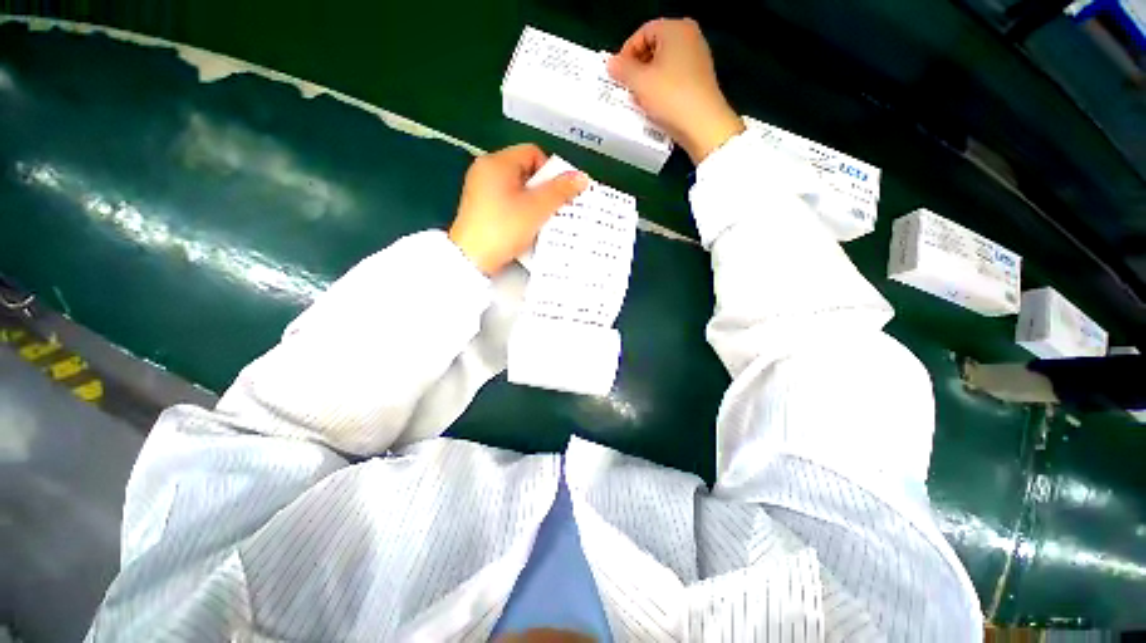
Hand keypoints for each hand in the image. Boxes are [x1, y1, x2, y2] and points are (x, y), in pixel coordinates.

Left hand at [449, 144, 587, 274]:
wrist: (472, 258)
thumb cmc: (504, 228)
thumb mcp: (537, 209)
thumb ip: (560, 191)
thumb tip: (581, 177)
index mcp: (497, 163)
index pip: (532, 152)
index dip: (551, 170)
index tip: (559, 192)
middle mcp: (485, 170)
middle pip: (525, 171)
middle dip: (543, 188)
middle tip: (555, 207)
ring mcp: (480, 190)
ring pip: (517, 188)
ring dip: (533, 202)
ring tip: (544, 219)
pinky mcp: (480, 208)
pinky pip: (507, 201)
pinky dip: (520, 210)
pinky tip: (527, 226)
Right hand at [608, 18, 744, 163]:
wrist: (703, 125)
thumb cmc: (670, 97)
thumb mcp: (640, 83)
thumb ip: (622, 70)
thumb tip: (611, 63)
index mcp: (675, 29)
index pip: (642, 32)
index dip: (626, 53)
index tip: (617, 74)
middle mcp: (689, 37)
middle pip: (654, 46)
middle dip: (637, 67)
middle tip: (626, 87)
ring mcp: (698, 58)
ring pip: (664, 63)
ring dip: (648, 79)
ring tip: (638, 98)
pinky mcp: (701, 79)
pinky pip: (674, 77)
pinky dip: (661, 87)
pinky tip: (655, 104)